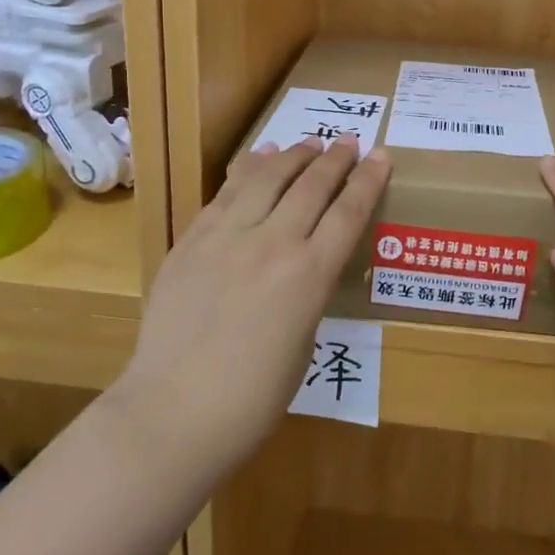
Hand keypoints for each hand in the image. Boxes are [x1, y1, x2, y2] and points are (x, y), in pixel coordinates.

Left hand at [115, 135, 390, 481]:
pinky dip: (248, 171)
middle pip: (311, 186)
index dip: (369, 180)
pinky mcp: (191, 241)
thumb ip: (307, 294)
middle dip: (335, 159)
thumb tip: (302, 268)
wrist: (172, 413)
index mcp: (310, 275)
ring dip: (293, 155)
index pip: (348, 212)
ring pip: (267, 178)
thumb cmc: (252, 399)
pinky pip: (225, 194)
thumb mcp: (303, 343)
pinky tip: (258, 159)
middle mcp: (273, 244)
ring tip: (309, 143)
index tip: (382, 156)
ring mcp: (227, 238)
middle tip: (348, 141)